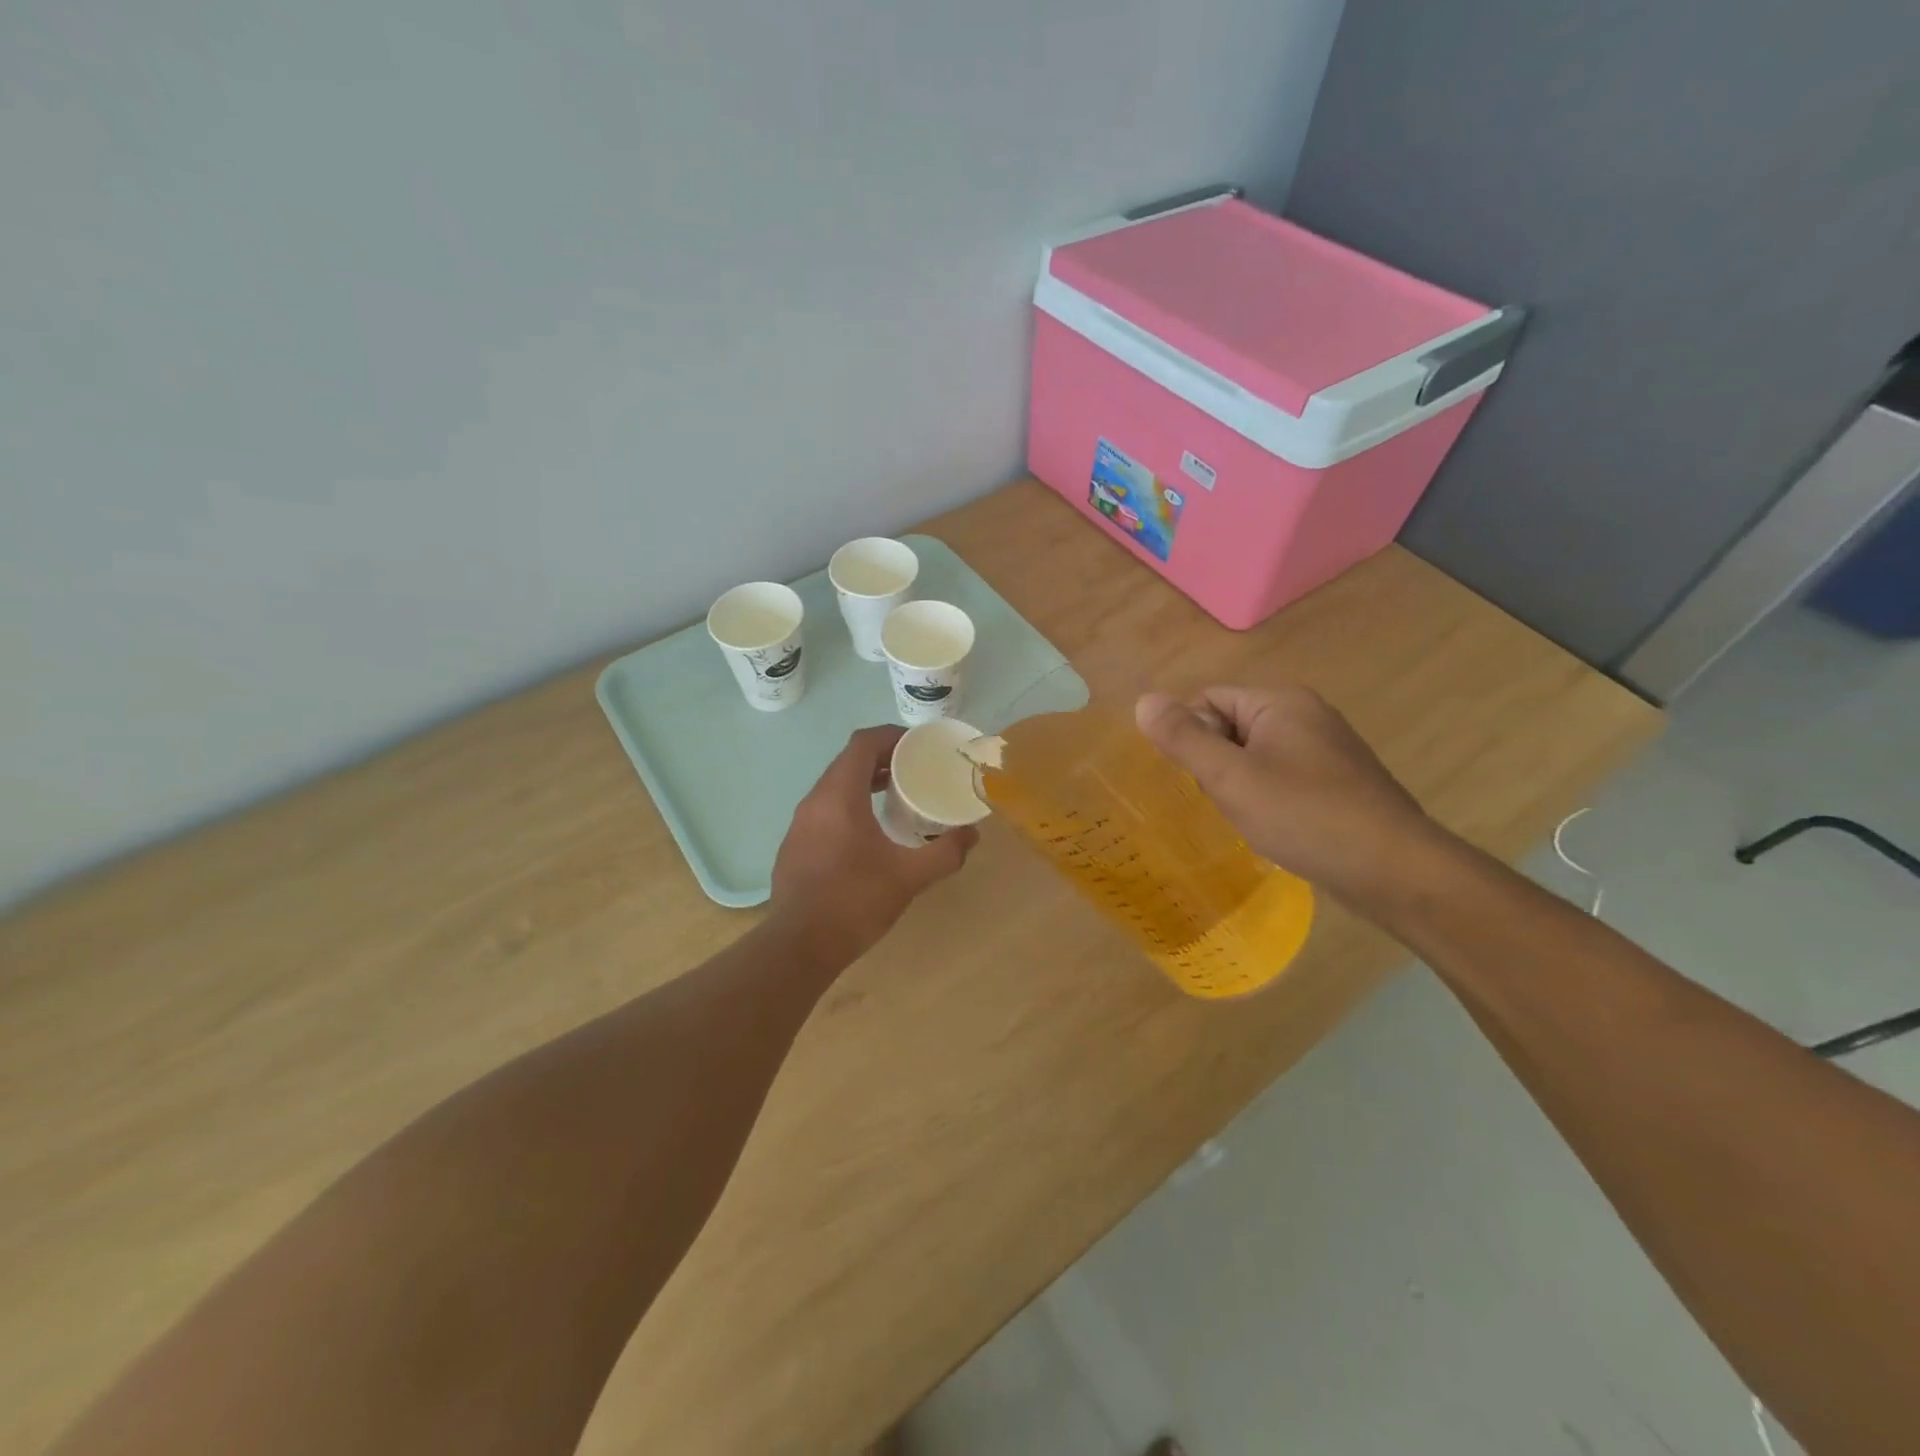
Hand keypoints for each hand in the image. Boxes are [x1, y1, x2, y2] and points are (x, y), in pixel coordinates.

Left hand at [770, 725, 979, 965]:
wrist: (799, 947)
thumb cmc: (854, 902)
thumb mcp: (909, 877)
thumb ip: (945, 853)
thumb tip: (972, 835)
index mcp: (839, 796)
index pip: (863, 744)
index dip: (892, 736)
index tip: (918, 745)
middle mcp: (814, 801)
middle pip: (848, 762)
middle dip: (882, 759)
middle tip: (914, 770)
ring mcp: (799, 824)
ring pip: (834, 787)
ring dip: (864, 782)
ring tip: (896, 796)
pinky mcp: (794, 846)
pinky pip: (824, 810)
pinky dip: (849, 806)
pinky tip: (869, 833)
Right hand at [1135, 685, 1449, 912]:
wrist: (1394, 869)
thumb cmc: (1304, 815)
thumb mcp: (1230, 776)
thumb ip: (1184, 738)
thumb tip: (1144, 700)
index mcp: (1280, 702)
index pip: (1208, 699)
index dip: (1190, 735)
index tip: (1196, 778)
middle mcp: (1306, 714)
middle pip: (1231, 726)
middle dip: (1215, 763)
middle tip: (1221, 801)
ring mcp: (1327, 749)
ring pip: (1256, 756)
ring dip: (1240, 784)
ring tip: (1245, 818)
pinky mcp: (1340, 782)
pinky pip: (1283, 777)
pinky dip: (1267, 798)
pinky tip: (1272, 827)